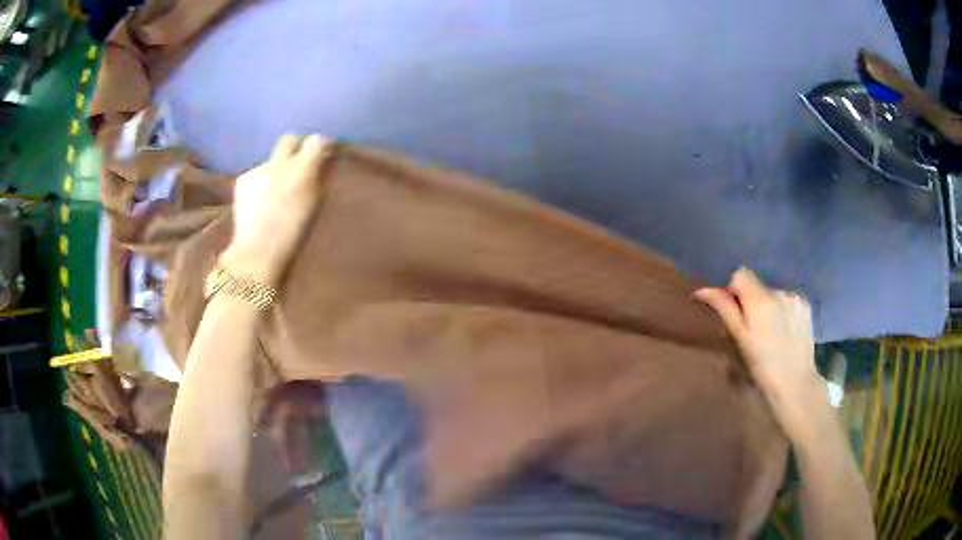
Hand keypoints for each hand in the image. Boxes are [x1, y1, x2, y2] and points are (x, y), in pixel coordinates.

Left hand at [222, 134, 331, 285]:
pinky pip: (256, 174)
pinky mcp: (242, 180)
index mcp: (302, 169)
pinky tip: (259, 202)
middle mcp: (279, 163)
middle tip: (298, 163)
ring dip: (276, 169)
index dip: (320, 145)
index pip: (316, 140)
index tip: (323, 153)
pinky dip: (260, 184)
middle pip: (289, 139)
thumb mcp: (314, 205)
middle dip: (295, 146)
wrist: (257, 251)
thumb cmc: (293, 234)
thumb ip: (318, 179)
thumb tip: (322, 162)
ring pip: (271, 160)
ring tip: (274, 191)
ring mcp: (258, 169)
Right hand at [695, 267, 826, 440]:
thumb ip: (725, 309)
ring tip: (771, 332)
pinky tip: (785, 331)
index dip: (734, 290)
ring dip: (768, 306)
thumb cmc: (762, 367)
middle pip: (757, 284)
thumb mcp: (740, 340)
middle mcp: (779, 292)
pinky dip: (783, 310)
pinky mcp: (806, 306)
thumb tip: (702, 290)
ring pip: (773, 293)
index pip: (740, 274)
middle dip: (751, 301)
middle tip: (752, 329)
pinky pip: (787, 300)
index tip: (735, 313)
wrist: (796, 383)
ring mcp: (795, 297)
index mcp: (760, 300)